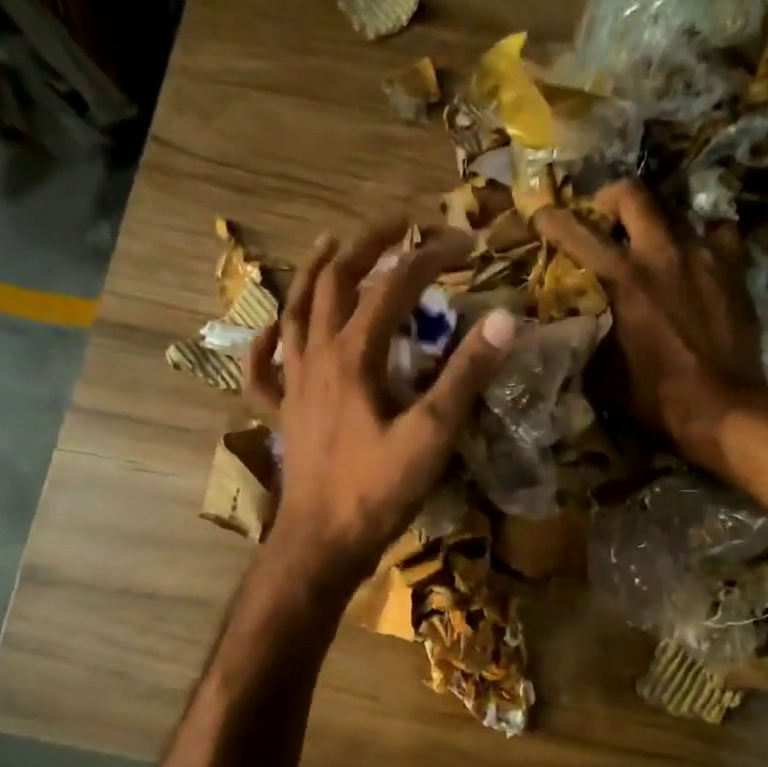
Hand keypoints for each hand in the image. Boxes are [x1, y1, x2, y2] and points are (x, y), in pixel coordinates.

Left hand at [245, 222, 515, 591]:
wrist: (323, 542)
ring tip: (330, 244)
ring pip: (294, 312)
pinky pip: (262, 370)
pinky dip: (265, 343)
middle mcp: (317, 357)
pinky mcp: (283, 414)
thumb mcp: (432, 434)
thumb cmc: (379, 491)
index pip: (393, 287)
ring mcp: (293, 384)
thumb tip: (505, 319)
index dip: (430, 257)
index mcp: (354, 357)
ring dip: (313, 273)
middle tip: (397, 225)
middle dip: (367, 245)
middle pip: (335, 283)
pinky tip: (272, 330)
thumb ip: (466, 375)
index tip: (466, 244)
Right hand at [536, 181, 766, 475]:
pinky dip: (704, 241)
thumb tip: (573, 321)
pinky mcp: (733, 269)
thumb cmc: (654, 397)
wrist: (721, 408)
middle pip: (633, 195)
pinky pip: (718, 235)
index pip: (577, 233)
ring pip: (676, 213)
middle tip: (605, 215)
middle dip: (611, 198)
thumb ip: (586, 334)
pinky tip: (699, 259)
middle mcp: (661, 254)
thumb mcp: (602, 371)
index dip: (553, 218)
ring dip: (657, 225)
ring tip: (652, 245)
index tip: (541, 214)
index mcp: (621, 279)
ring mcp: (702, 256)